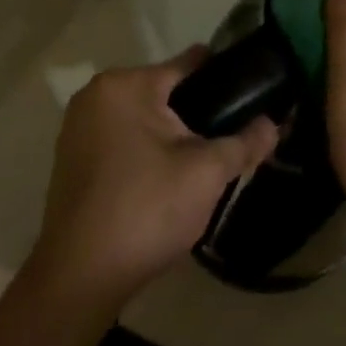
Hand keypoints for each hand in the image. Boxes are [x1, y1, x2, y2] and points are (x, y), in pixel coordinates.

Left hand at [30, 52, 277, 310]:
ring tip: (202, 165)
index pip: (189, 65)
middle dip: (197, 114)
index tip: (251, 98)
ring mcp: (78, 126)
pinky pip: (122, 139)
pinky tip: (165, 182)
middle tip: (228, 143)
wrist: (79, 281)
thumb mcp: (206, 174)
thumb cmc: (145, 211)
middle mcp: (97, 94)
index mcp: (126, 84)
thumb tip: (274, 124)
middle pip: (166, 92)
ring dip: (171, 136)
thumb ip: (244, 142)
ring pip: (144, 118)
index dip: (225, 79)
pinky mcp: (71, 158)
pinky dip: (145, 152)